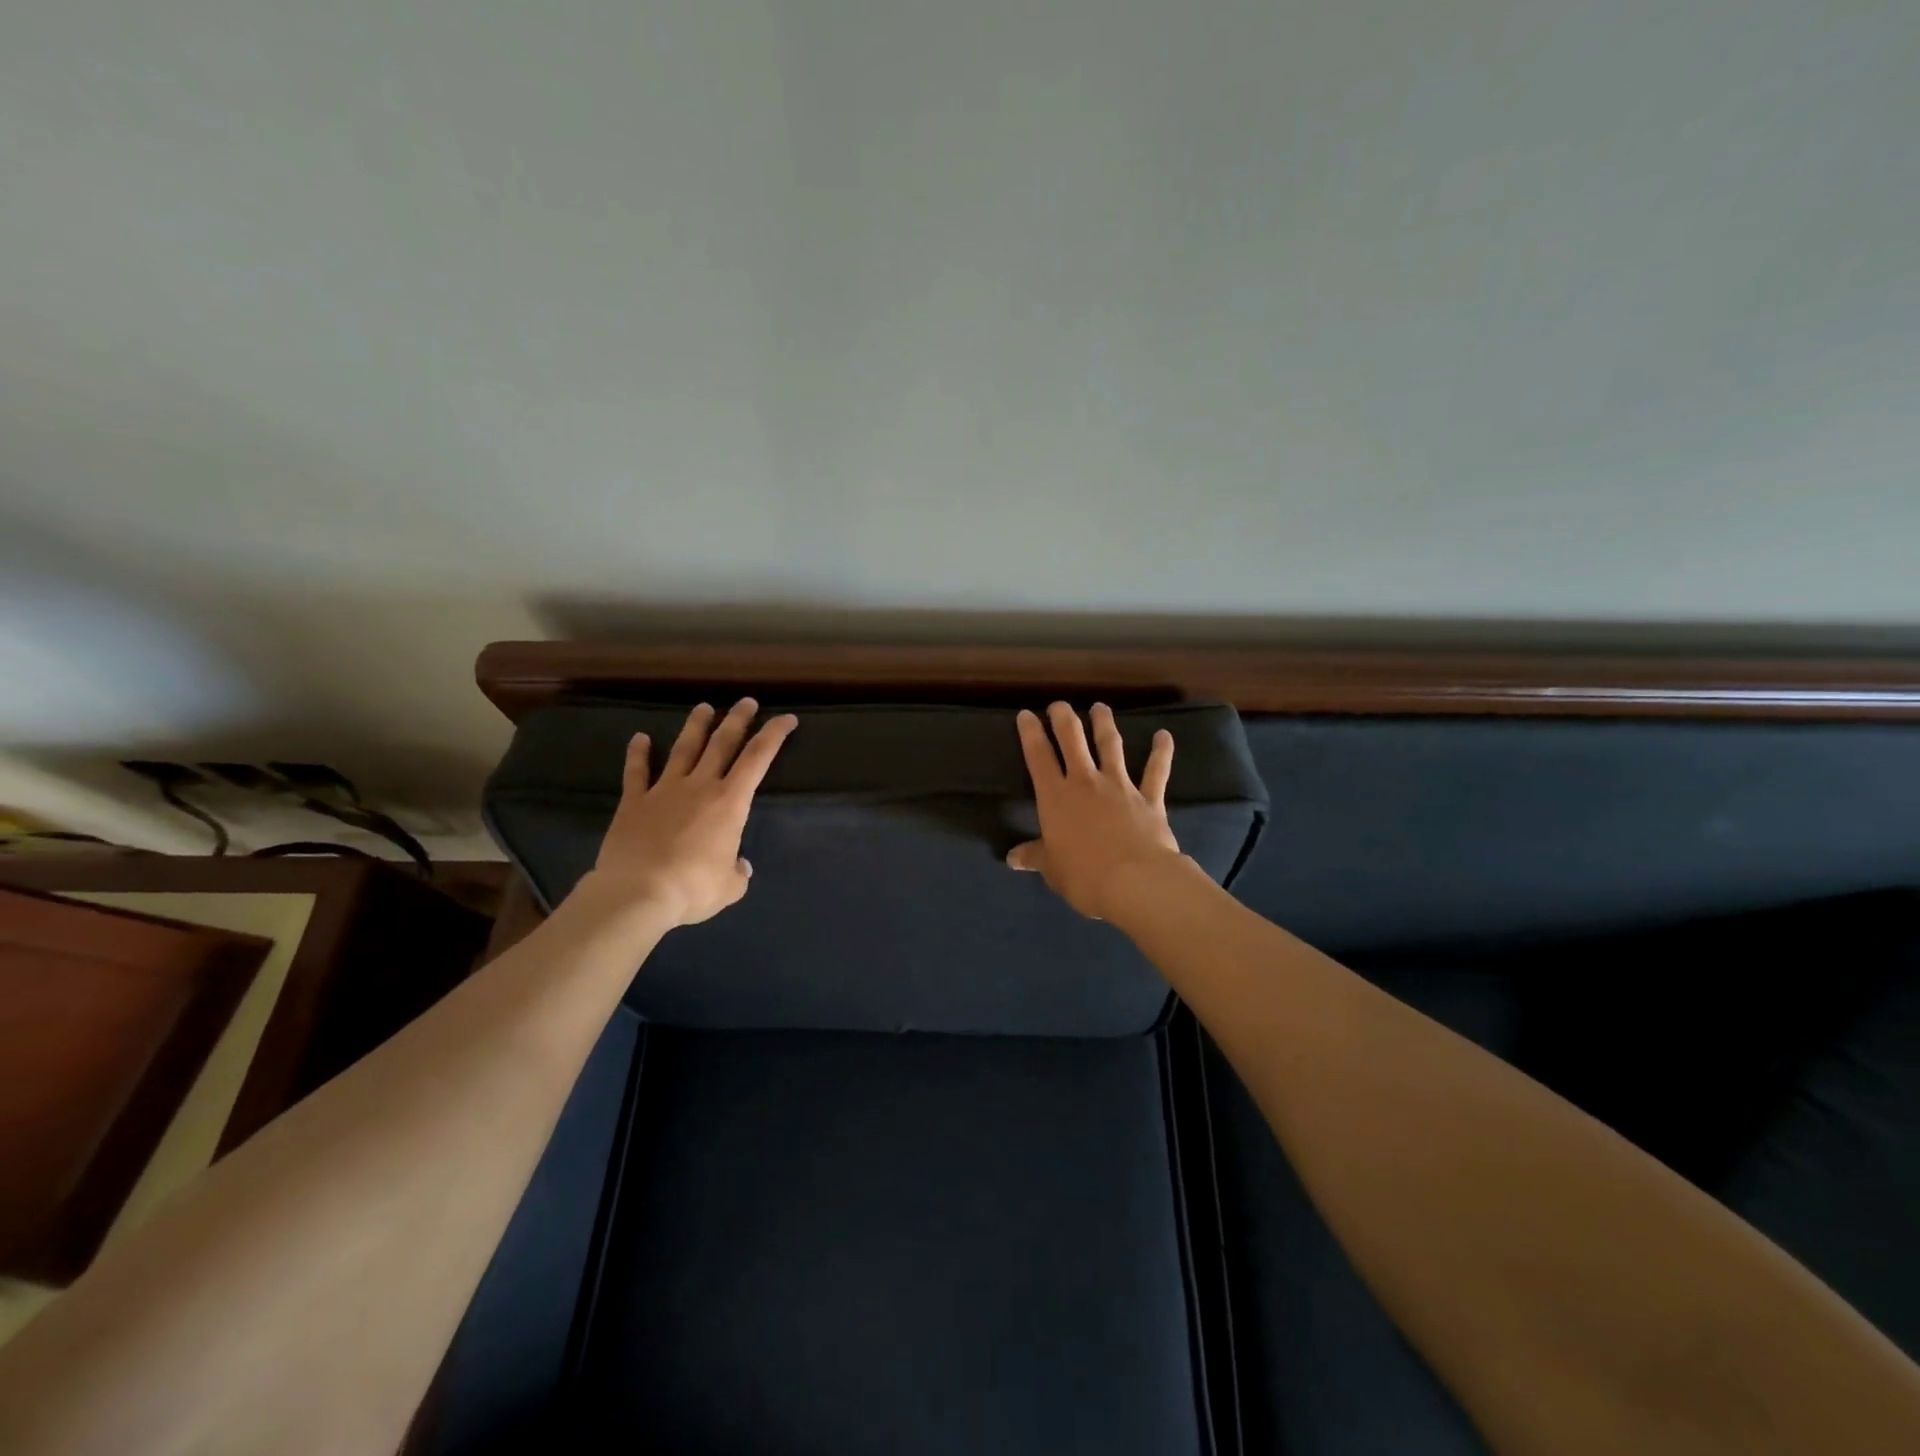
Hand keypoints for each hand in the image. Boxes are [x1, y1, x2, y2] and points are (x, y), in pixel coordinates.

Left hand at [587, 698, 797, 926]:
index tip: (786, 719)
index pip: (758, 759)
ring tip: (704, 707)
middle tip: (747, 702)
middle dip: (737, 720)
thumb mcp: (729, 888)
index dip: (774, 735)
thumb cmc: (693, 888)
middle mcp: (700, 786)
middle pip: (722, 743)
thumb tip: (738, 866)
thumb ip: (737, 872)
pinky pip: (636, 772)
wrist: (637, 893)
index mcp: (730, 802)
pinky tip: (640, 738)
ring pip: (684, 749)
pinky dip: (638, 754)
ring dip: (695, 727)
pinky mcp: (634, 802)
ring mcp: (664, 790)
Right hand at [1007, 702, 1182, 919]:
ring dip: (1104, 724)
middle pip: (1072, 740)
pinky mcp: (1149, 798)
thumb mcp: (1052, 869)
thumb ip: (1035, 856)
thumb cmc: (1084, 875)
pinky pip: (1156, 771)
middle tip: (1060, 705)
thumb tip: (1013, 858)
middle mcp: (1085, 782)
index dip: (1030, 734)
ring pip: (1110, 746)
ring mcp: (1119, 786)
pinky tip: (1164, 735)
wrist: (1135, 881)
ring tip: (1100, 707)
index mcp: (1055, 797)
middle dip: (1064, 719)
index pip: (1038, 757)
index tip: (1026, 714)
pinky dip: (1161, 752)